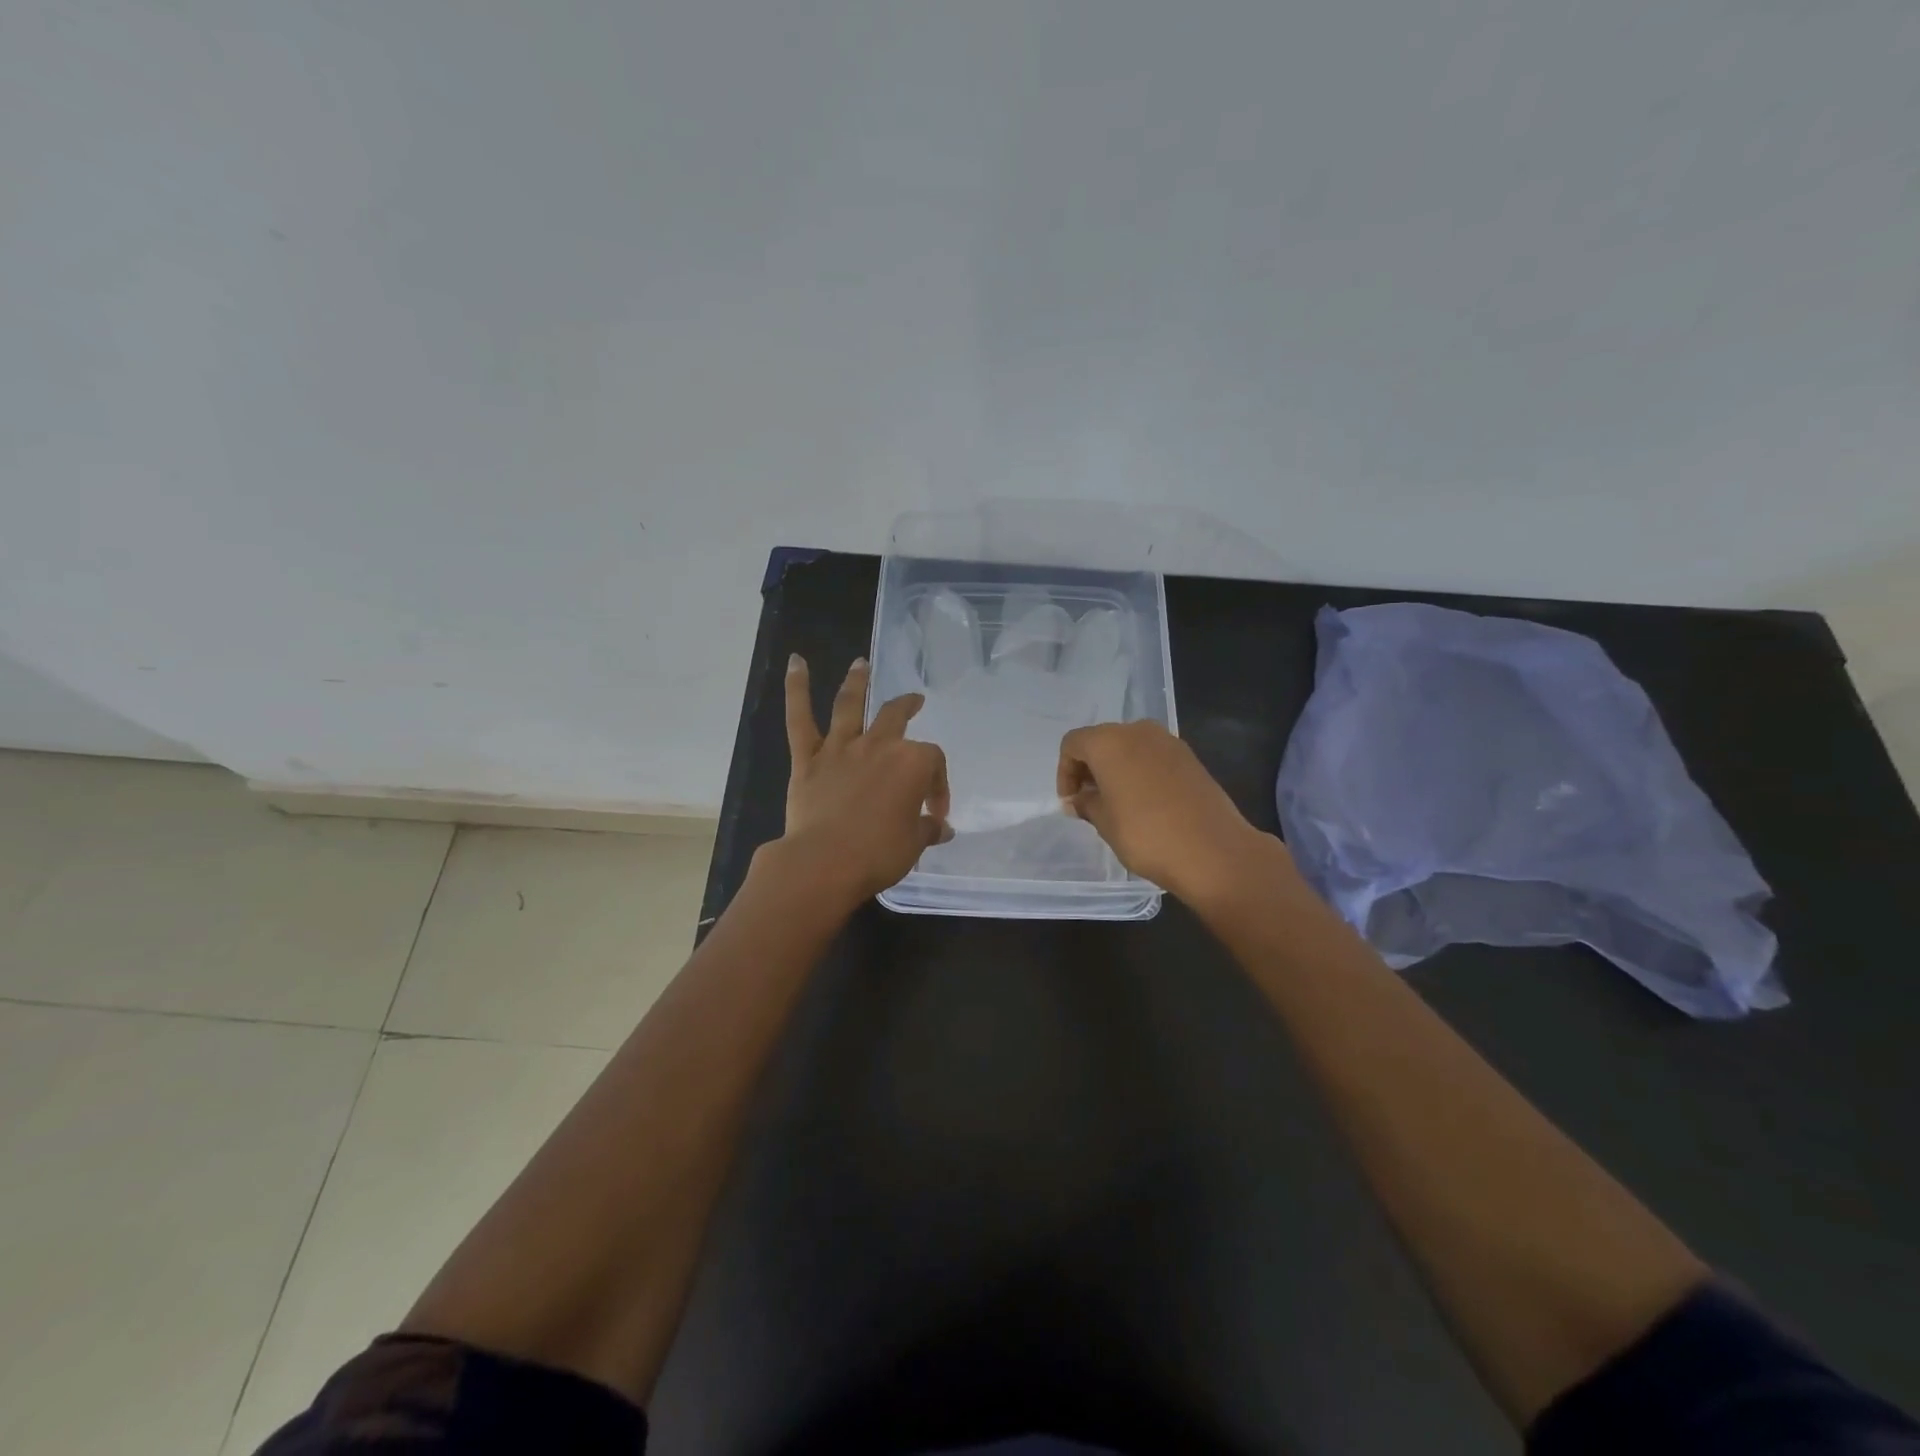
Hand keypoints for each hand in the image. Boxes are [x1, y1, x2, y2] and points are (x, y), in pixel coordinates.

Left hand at [779, 655, 950, 905]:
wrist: (824, 862)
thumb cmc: (878, 854)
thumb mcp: (913, 845)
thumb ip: (927, 830)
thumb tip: (941, 828)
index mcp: (912, 764)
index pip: (933, 764)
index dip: (938, 785)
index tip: (935, 812)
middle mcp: (878, 746)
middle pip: (896, 716)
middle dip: (908, 706)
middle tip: (915, 701)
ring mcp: (841, 749)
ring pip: (850, 705)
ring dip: (857, 681)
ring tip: (860, 664)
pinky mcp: (808, 759)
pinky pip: (800, 719)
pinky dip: (796, 688)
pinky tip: (795, 663)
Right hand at [1057, 720, 1276, 905]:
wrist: (1213, 851)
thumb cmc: (1146, 835)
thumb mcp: (1105, 822)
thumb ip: (1086, 804)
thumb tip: (1078, 800)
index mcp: (1109, 742)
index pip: (1073, 744)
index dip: (1064, 772)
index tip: (1071, 803)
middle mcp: (1138, 732)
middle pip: (1102, 741)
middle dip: (1090, 768)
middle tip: (1089, 802)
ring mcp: (1168, 742)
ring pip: (1129, 747)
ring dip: (1116, 769)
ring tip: (1117, 804)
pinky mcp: (1190, 758)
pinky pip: (1153, 757)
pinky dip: (1141, 772)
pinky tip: (1145, 803)